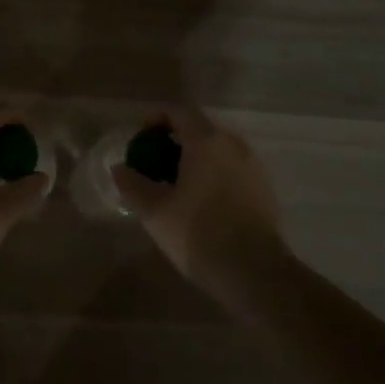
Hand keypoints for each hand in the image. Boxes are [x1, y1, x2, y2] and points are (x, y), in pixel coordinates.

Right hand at [112, 106, 285, 288]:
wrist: (255, 272)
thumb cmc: (199, 234)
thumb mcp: (155, 211)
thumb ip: (133, 184)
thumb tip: (120, 168)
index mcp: (207, 141)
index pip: (178, 112)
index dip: (155, 120)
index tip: (140, 141)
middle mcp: (233, 144)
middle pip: (199, 129)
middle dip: (174, 141)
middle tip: (154, 166)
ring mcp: (253, 165)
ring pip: (218, 150)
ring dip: (195, 159)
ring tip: (176, 187)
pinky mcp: (264, 188)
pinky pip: (232, 169)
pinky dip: (214, 175)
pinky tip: (202, 203)